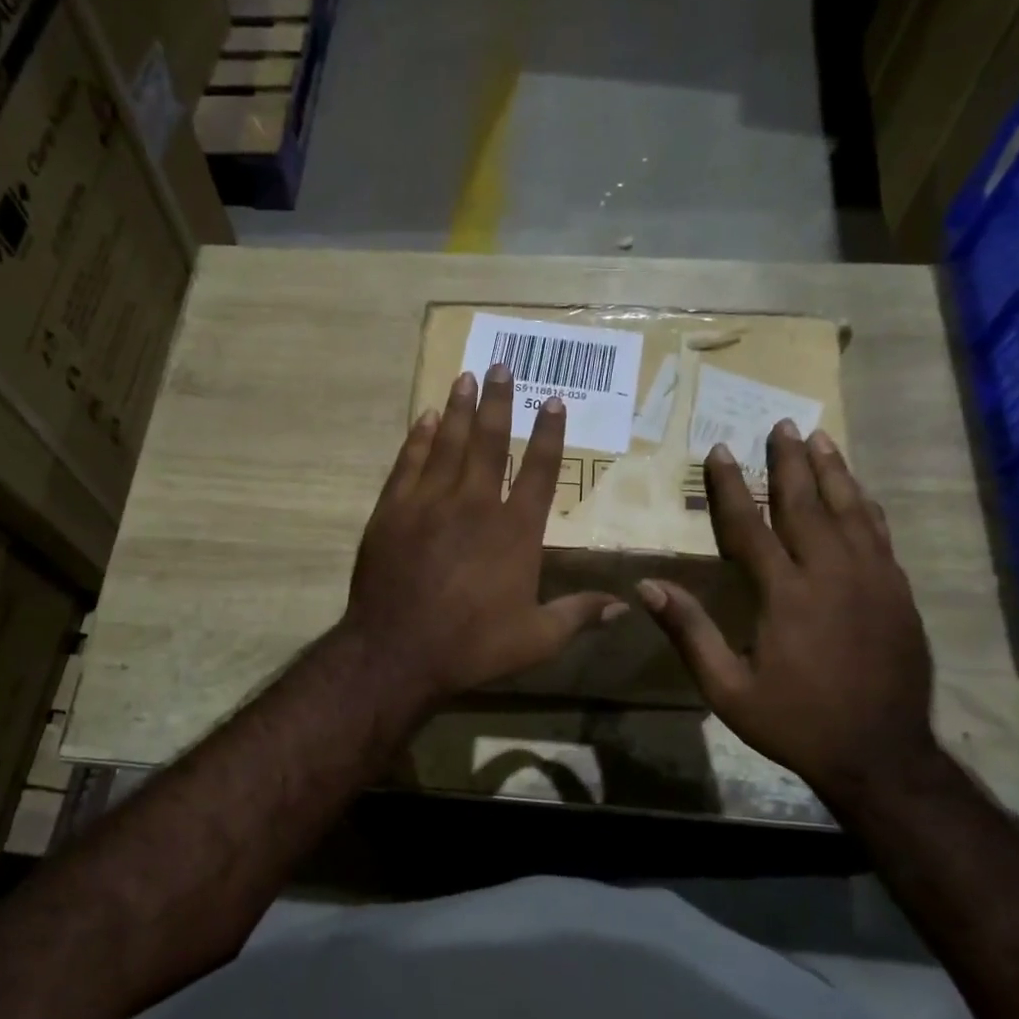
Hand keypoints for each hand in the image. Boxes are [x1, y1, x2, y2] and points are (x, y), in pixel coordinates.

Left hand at [343, 364, 624, 703]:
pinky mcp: (393, 511)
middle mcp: (475, 505)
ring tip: (466, 376)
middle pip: (490, 442)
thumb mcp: (536, 639)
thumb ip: (579, 615)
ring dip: (460, 408)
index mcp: (515, 531)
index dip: (548, 434)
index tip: (553, 401)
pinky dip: (419, 438)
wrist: (396, 652)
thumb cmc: (472, 646)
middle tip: (501, 366)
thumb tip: (625, 605)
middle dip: (498, 402)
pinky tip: (426, 418)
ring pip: (449, 443)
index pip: (540, 471)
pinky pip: (409, 463)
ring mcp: (429, 503)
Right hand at [638, 420, 939, 801]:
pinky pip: (879, 534)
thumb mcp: (728, 688)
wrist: (881, 754)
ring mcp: (873, 580)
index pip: (750, 526)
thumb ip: (690, 633)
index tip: (719, 451)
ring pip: (850, 511)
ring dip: (833, 471)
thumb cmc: (795, 721)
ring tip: (820, 439)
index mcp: (786, 595)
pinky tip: (858, 492)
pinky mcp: (898, 593)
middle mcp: (832, 574)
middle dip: (790, 462)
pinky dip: (865, 506)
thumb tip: (647, 588)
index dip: (730, 487)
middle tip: (781, 424)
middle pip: (807, 504)